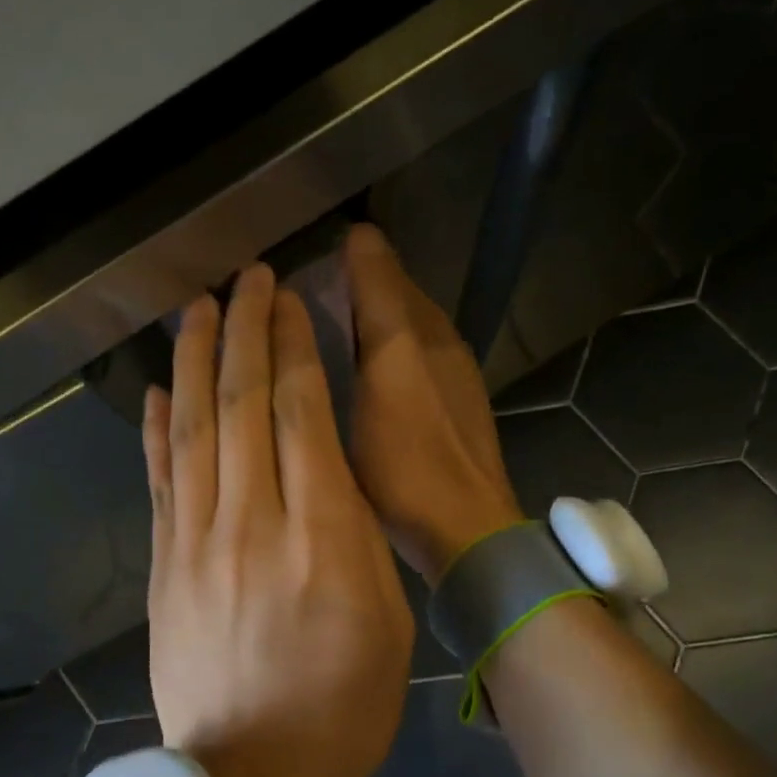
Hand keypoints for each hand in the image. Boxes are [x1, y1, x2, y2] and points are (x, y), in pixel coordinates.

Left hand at [142, 264, 413, 776]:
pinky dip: (155, 429)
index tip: (289, 301)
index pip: (300, 415)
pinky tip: (156, 389)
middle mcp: (251, 524)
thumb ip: (355, 529)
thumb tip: (324, 462)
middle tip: (246, 279)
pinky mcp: (162, 565)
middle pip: (241, 406)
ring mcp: (195, 542)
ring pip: (191, 431)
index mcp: (320, 536)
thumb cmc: (343, 702)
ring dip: (194, 362)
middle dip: (245, 333)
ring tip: (197, 309)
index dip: (292, 349)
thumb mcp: (386, 613)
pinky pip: (159, 481)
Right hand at [344, 224, 523, 583]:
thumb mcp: (377, 383)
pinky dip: (392, 349)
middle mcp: (440, 344)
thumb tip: (355, 247)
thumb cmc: (407, 462)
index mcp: (417, 334)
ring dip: (377, 315)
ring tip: (336, 324)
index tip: (311, 254)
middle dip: (363, 282)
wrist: (465, 529)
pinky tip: (371, 373)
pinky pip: (418, 357)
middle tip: (313, 290)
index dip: (351, 255)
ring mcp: (452, 378)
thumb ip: (367, 315)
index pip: (382, 269)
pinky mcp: (455, 408)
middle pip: (399, 295)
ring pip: (410, 326)